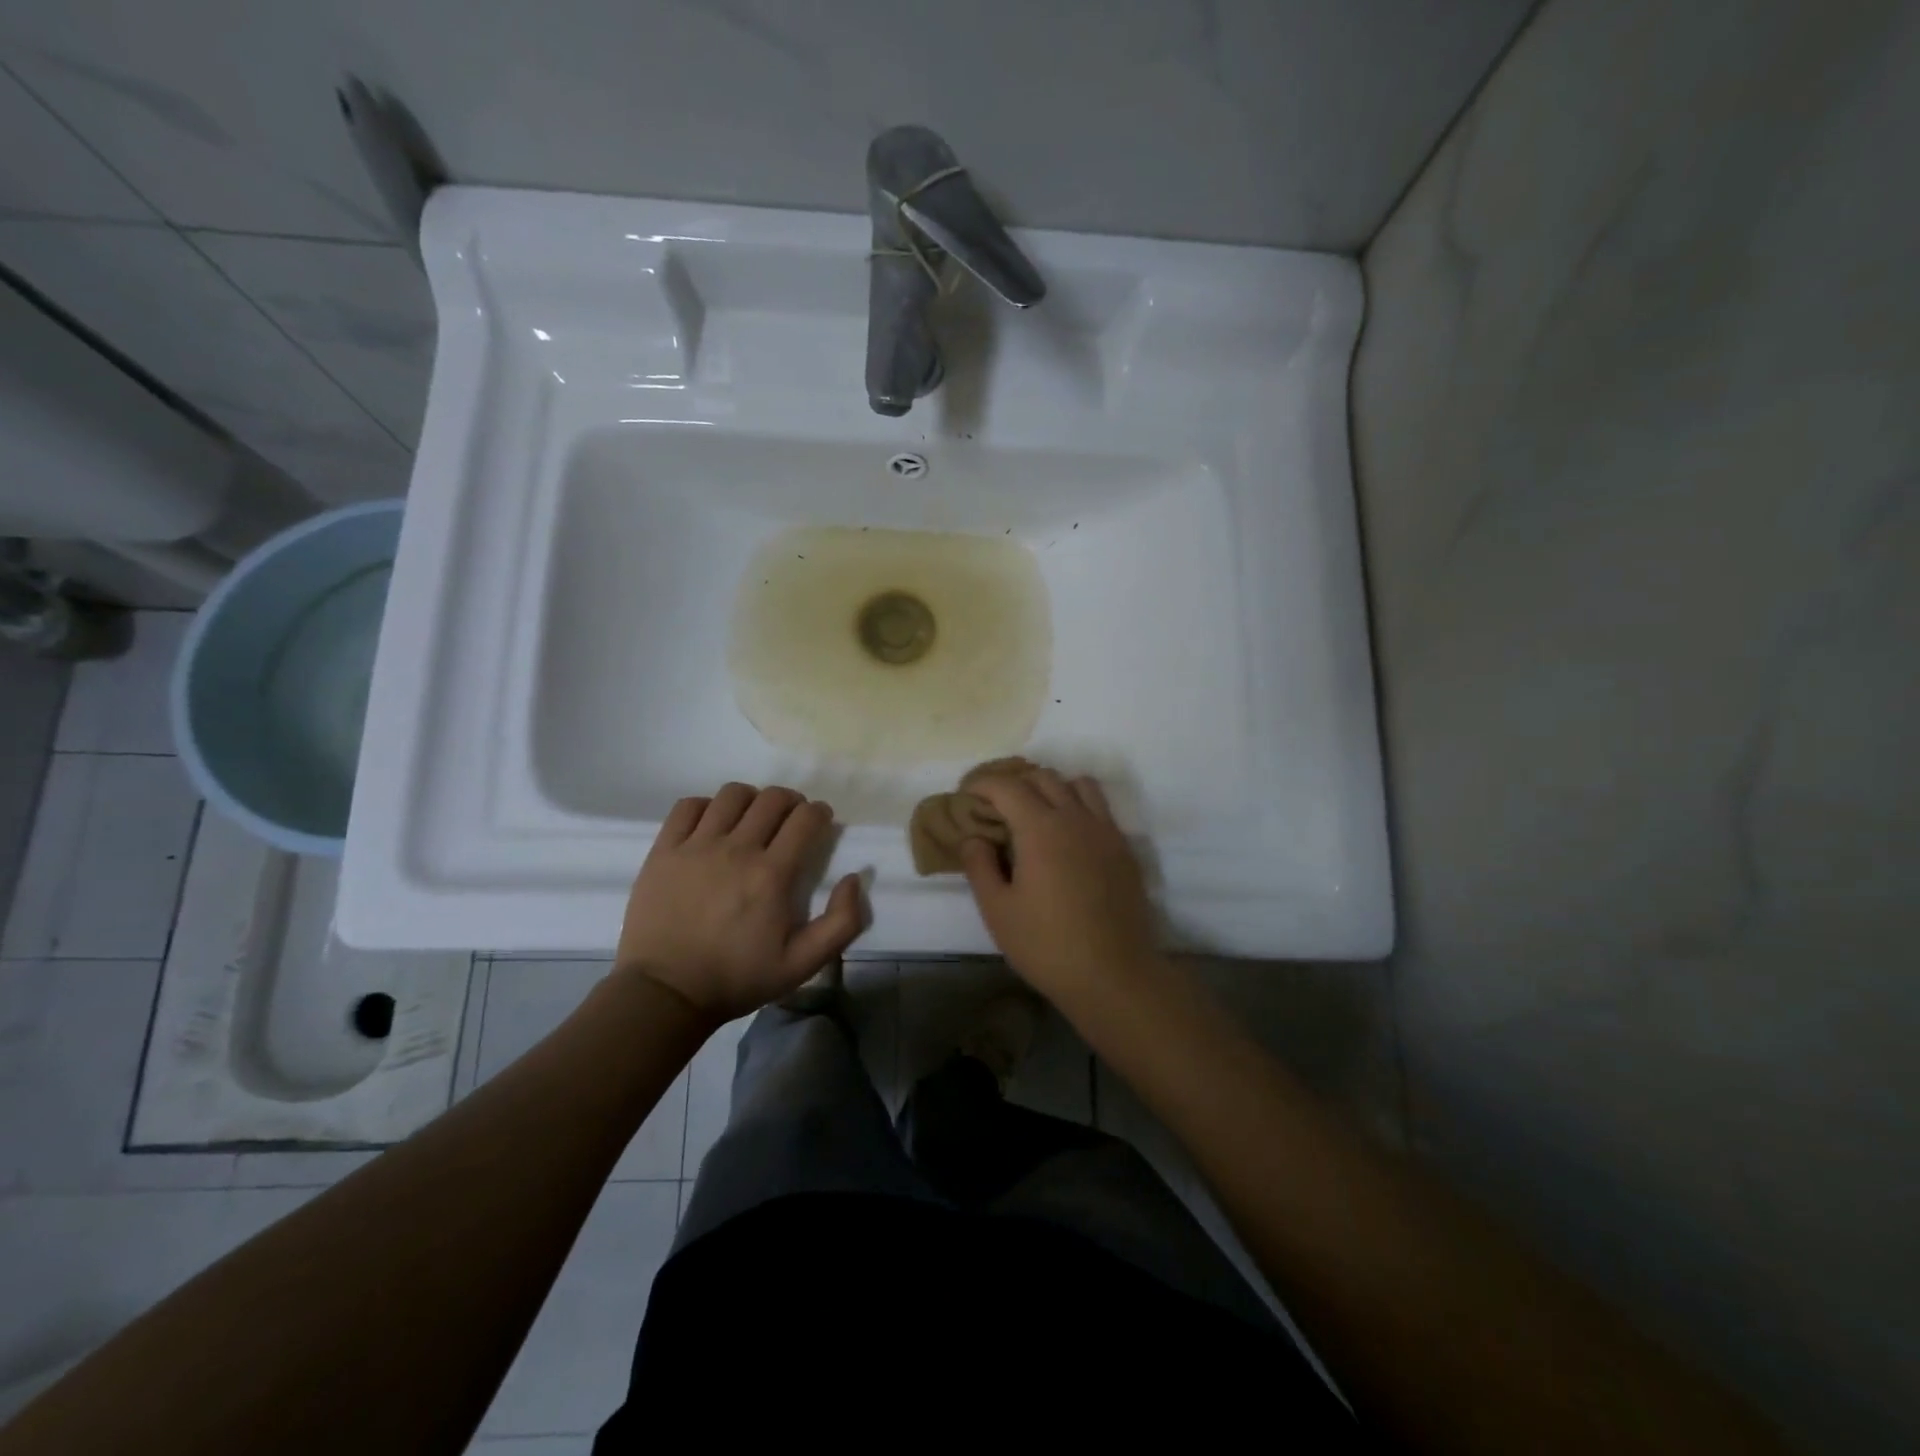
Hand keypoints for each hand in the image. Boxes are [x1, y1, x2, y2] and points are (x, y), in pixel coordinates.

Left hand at [616, 783, 863, 1022]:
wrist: (666, 993)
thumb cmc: (738, 978)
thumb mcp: (803, 964)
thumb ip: (842, 922)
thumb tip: (854, 877)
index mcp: (772, 874)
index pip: (805, 818)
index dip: (819, 813)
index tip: (820, 823)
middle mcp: (737, 850)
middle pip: (772, 798)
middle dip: (792, 802)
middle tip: (791, 820)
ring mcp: (696, 846)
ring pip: (732, 795)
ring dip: (752, 800)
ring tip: (752, 819)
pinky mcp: (664, 851)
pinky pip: (688, 806)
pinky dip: (707, 807)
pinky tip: (712, 825)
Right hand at [960, 769, 1160, 1004]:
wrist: (1114, 975)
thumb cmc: (1047, 945)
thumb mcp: (998, 910)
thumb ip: (979, 866)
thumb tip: (974, 837)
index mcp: (1040, 828)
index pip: (1007, 786)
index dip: (983, 783)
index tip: (967, 793)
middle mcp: (1075, 818)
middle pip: (1043, 777)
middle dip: (1015, 782)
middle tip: (995, 804)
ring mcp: (1106, 831)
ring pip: (1079, 785)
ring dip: (1052, 788)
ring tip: (1036, 812)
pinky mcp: (1124, 849)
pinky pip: (1101, 809)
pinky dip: (1079, 806)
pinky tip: (1068, 837)